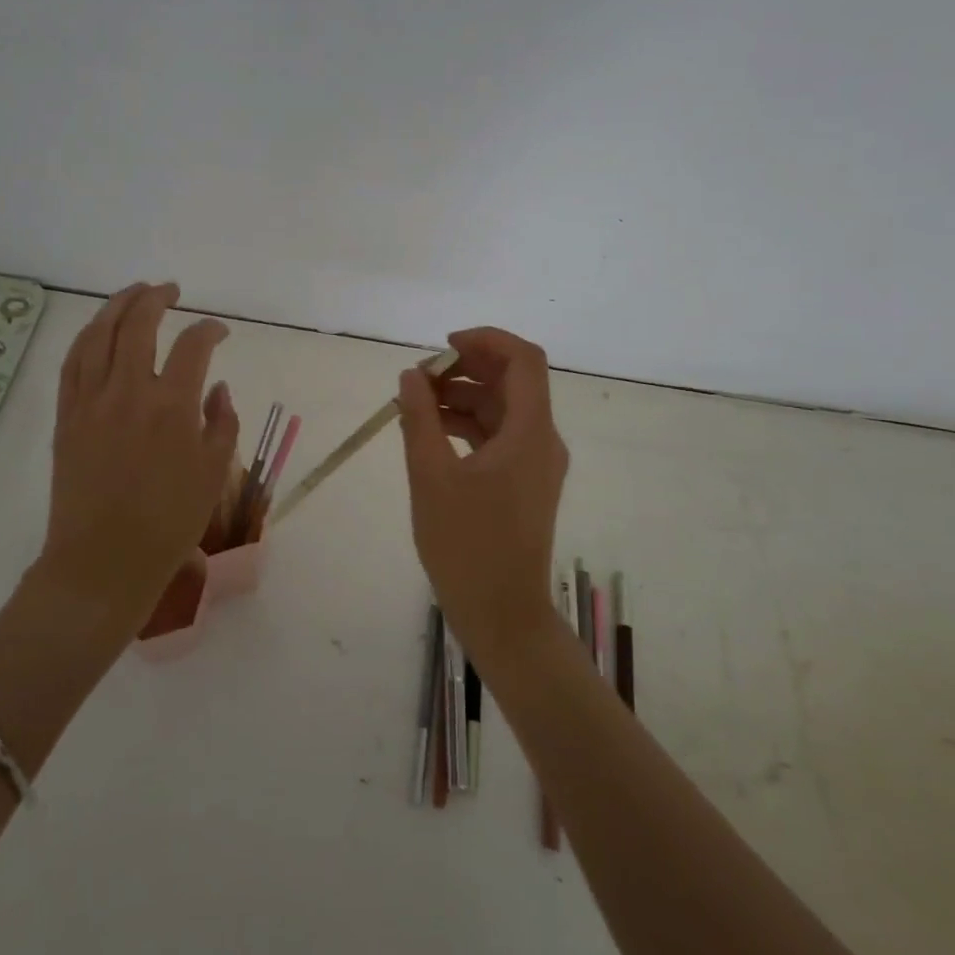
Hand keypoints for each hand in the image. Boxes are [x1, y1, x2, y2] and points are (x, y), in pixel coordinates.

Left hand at [36, 283, 238, 635]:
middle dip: (157, 298)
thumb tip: (215, 388)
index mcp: (173, 406)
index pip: (194, 345)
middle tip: (171, 291)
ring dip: (117, 305)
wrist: (104, 561)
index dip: (210, 329)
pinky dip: (87, 337)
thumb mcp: (214, 473)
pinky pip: (72, 363)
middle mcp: (129, 391)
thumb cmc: (169, 522)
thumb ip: (222, 422)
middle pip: (139, 323)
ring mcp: (90, 401)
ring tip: (134, 293)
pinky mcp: (66, 416)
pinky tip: (97, 330)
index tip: (219, 332)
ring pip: (98, 334)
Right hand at [397, 327, 568, 663]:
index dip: (485, 340)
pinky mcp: (524, 483)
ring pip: (502, 409)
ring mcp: (535, 463)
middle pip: (512, 381)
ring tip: (413, 404)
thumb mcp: (431, 476)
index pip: (523, 360)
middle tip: (419, 377)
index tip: (442, 347)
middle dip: (466, 369)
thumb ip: (419, 418)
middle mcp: (542, 440)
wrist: (501, 614)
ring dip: (462, 397)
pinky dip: (466, 425)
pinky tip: (428, 432)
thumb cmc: (466, 546)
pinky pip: (498, 436)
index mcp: (530, 432)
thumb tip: (412, 375)